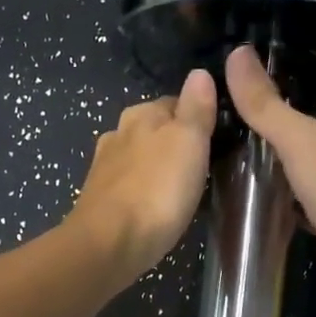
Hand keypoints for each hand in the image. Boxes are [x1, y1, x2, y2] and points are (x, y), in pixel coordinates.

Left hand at [71, 70, 216, 280]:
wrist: (109, 244)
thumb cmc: (157, 189)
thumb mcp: (189, 142)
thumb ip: (196, 108)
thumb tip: (199, 73)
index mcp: (141, 114)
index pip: (176, 102)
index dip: (197, 116)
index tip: (216, 136)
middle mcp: (118, 133)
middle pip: (155, 129)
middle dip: (174, 142)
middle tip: (202, 164)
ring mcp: (105, 167)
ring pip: (139, 157)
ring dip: (156, 166)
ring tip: (180, 186)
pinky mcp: (99, 199)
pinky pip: (128, 184)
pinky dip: (142, 189)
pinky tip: (152, 205)